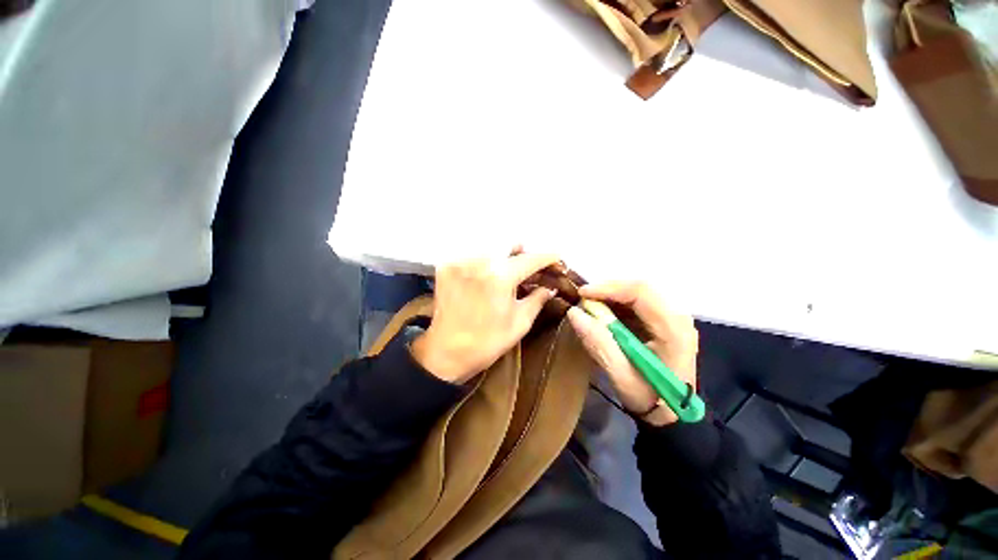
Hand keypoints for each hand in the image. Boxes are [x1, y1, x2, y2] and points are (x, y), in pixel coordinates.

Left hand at [411, 252, 561, 383]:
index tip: (557, 257)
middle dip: (524, 253)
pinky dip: (484, 261)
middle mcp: (479, 261)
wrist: (446, 352)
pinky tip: (487, 275)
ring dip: (504, 256)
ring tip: (510, 270)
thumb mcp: (520, 323)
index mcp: (500, 276)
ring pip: (490, 247)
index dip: (547, 257)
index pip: (530, 258)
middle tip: (531, 266)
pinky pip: (472, 255)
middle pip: (509, 245)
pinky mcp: (447, 266)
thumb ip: (537, 299)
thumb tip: (550, 287)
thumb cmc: (487, 342)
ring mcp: (460, 261)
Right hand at [567, 282, 697, 426]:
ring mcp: (672, 317)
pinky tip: (603, 313)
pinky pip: (637, 302)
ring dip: (611, 295)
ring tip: (589, 305)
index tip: (582, 294)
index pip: (641, 292)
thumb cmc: (650, 398)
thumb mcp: (620, 376)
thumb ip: (598, 344)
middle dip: (608, 289)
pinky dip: (617, 303)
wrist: (672, 415)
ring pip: (638, 292)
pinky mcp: (664, 321)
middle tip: (583, 299)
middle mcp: (677, 316)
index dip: (608, 288)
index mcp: (673, 329)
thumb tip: (574, 313)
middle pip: (640, 288)